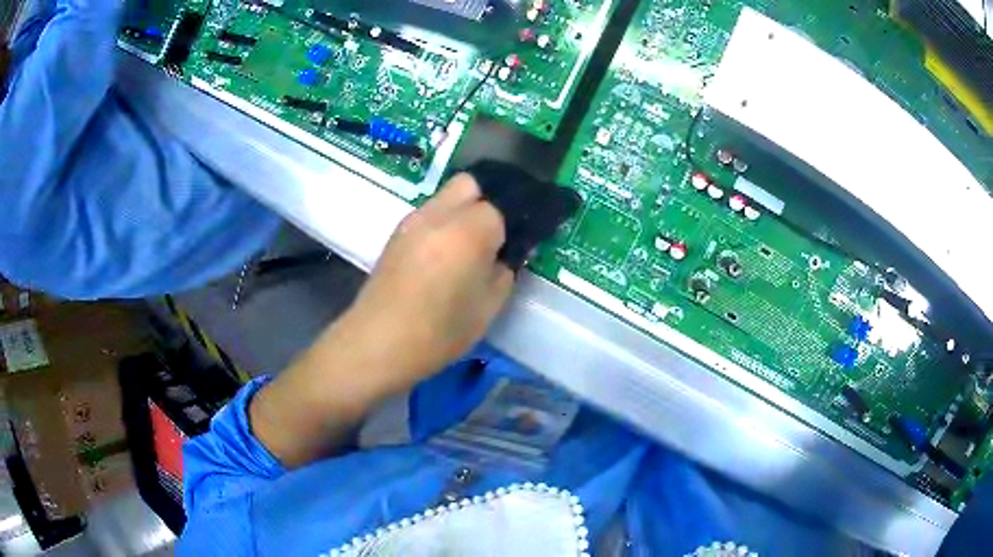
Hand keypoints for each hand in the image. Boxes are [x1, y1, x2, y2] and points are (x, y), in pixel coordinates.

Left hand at [341, 174, 514, 388]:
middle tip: (493, 237)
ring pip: (446, 196)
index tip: (514, 247)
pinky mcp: (395, 233)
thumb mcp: (488, 308)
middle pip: (471, 184)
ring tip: (466, 249)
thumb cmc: (438, 332)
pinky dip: (441, 224)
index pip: (501, 207)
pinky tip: (440, 257)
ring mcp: (412, 220)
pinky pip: (428, 214)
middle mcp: (439, 214)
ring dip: (462, 212)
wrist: (376, 343)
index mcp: (469, 230)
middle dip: (487, 202)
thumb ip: (505, 272)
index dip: (511, 226)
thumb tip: (504, 255)